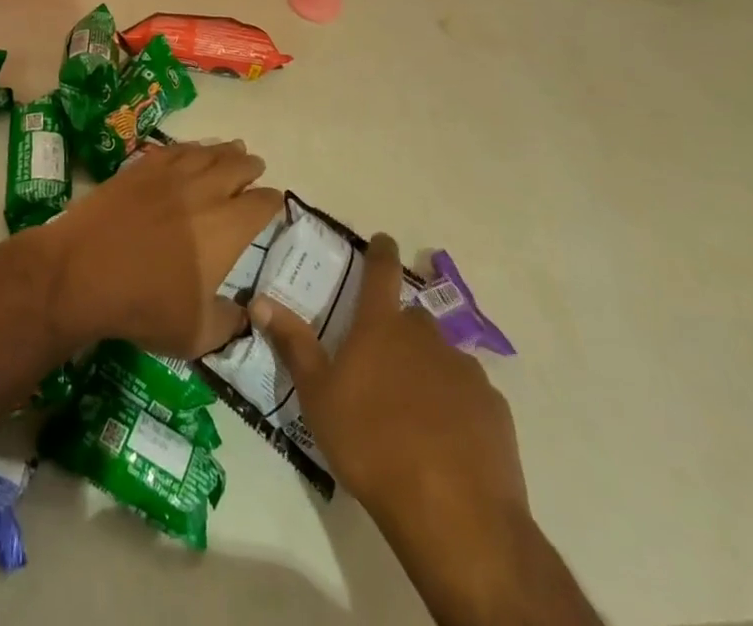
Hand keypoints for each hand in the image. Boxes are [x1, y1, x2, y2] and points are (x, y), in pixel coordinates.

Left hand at [26, 139, 281, 358]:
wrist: (82, 271)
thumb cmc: (145, 305)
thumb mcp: (196, 333)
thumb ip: (229, 322)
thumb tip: (244, 313)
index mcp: (227, 226)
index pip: (262, 203)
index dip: (272, 202)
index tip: (273, 203)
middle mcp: (205, 191)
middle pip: (237, 166)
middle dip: (251, 167)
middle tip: (255, 167)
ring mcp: (170, 174)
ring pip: (207, 152)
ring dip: (224, 150)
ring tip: (233, 148)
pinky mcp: (139, 168)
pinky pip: (173, 149)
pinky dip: (189, 147)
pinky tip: (189, 150)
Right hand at [250, 232, 526, 529]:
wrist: (454, 512)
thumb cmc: (371, 443)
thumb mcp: (318, 396)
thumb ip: (293, 344)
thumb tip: (259, 299)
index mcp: (381, 326)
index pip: (381, 271)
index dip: (381, 252)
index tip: (384, 240)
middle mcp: (425, 336)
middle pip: (412, 319)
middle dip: (399, 329)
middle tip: (383, 359)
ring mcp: (465, 371)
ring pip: (442, 358)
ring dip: (428, 370)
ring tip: (414, 409)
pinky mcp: (493, 409)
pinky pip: (469, 396)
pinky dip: (456, 406)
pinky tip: (447, 439)